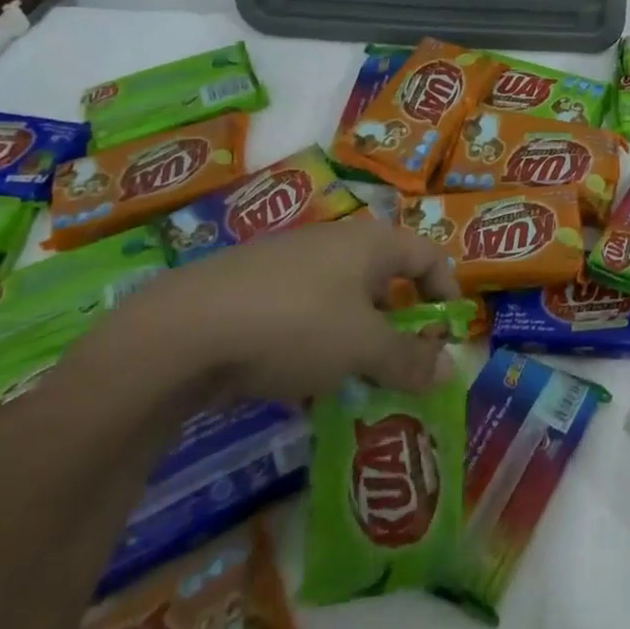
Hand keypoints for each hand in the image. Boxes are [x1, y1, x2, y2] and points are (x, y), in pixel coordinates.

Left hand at [140, 217, 460, 402]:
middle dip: (399, 325)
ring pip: (340, 303)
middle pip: (384, 280)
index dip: (447, 291)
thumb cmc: (296, 324)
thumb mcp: (363, 348)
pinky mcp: (249, 291)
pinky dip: (313, 346)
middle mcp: (333, 243)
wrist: (180, 331)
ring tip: (353, 384)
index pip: (428, 255)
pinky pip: (300, 317)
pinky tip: (300, 386)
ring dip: (356, 341)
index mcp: (370, 243)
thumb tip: (449, 370)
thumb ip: (409, 360)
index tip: (449, 334)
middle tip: (403, 367)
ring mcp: (287, 265)